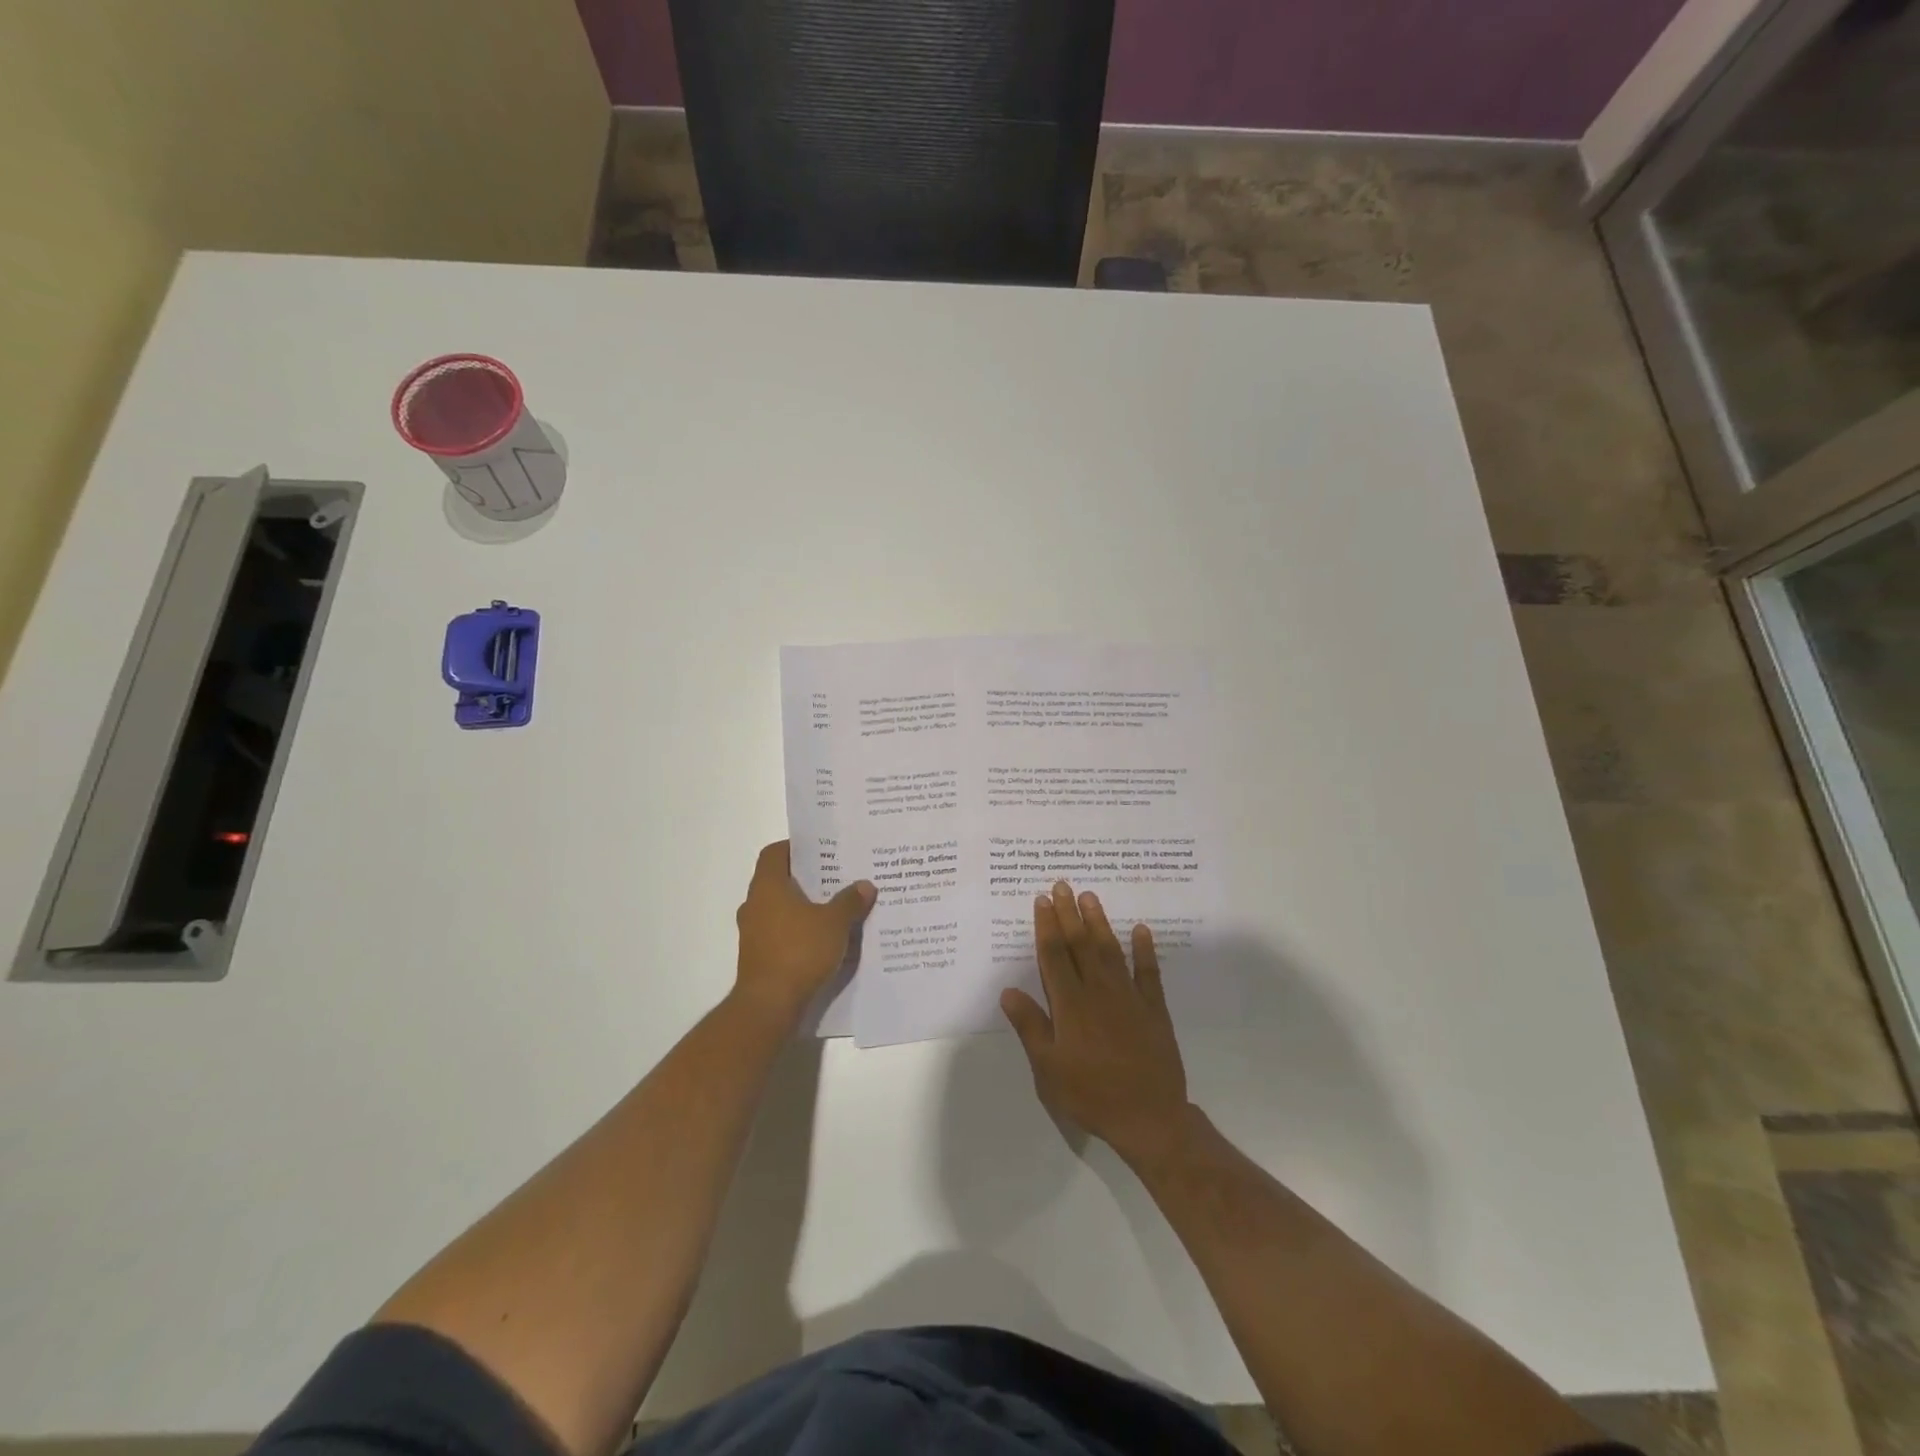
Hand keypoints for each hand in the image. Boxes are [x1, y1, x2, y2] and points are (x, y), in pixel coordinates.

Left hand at [734, 841, 875, 1021]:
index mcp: (767, 886)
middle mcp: (755, 904)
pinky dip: (799, 931)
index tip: (822, 850)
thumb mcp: (834, 923)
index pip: (775, 853)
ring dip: (804, 907)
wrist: (769, 1004)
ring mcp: (753, 932)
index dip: (796, 848)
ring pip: (780, 908)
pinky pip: (781, 933)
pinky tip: (825, 939)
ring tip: (836, 908)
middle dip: (807, 879)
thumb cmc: (799, 951)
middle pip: (779, 880)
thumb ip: (850, 901)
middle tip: (837, 877)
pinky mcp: (758, 956)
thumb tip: (865, 885)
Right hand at [1001, 882, 1193, 1163]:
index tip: (1042, 900)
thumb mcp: (1048, 1068)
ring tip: (1090, 896)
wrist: (1148, 1116)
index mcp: (1070, 1004)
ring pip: (1111, 950)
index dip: (1047, 926)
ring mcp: (1129, 997)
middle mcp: (1098, 991)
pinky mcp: (1154, 1008)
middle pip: (1081, 944)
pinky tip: (1142, 930)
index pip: (1054, 956)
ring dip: (1099, 922)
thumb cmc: (1090, 1094)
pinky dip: (1145, 949)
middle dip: (1069, 913)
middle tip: (1063, 884)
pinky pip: (1149, 972)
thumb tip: (1007, 991)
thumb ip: (1030, 1026)